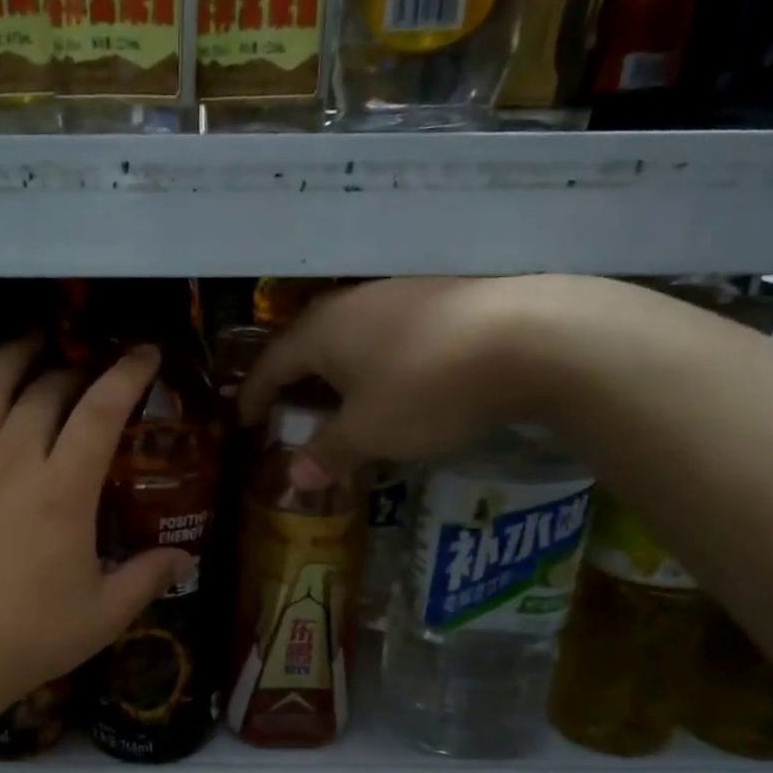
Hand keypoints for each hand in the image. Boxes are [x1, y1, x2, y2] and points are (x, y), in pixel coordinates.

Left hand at [0, 337, 193, 735]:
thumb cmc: (29, 638)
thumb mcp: (104, 614)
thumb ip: (148, 578)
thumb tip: (186, 559)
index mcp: (63, 488)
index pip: (102, 411)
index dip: (128, 374)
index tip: (146, 353)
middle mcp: (11, 461)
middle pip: (44, 392)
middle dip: (73, 373)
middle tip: (88, 377)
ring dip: (9, 359)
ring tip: (28, 343)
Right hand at [239, 278, 537, 487]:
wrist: (528, 337)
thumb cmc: (425, 388)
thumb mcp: (370, 432)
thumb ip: (329, 452)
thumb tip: (294, 478)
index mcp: (320, 332)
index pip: (271, 364)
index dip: (254, 395)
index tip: (244, 420)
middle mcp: (351, 304)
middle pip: (308, 343)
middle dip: (295, 379)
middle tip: (289, 410)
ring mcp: (398, 293)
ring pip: (350, 335)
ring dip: (337, 369)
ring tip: (341, 399)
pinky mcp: (439, 297)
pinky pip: (387, 333)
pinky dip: (375, 361)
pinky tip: (394, 381)